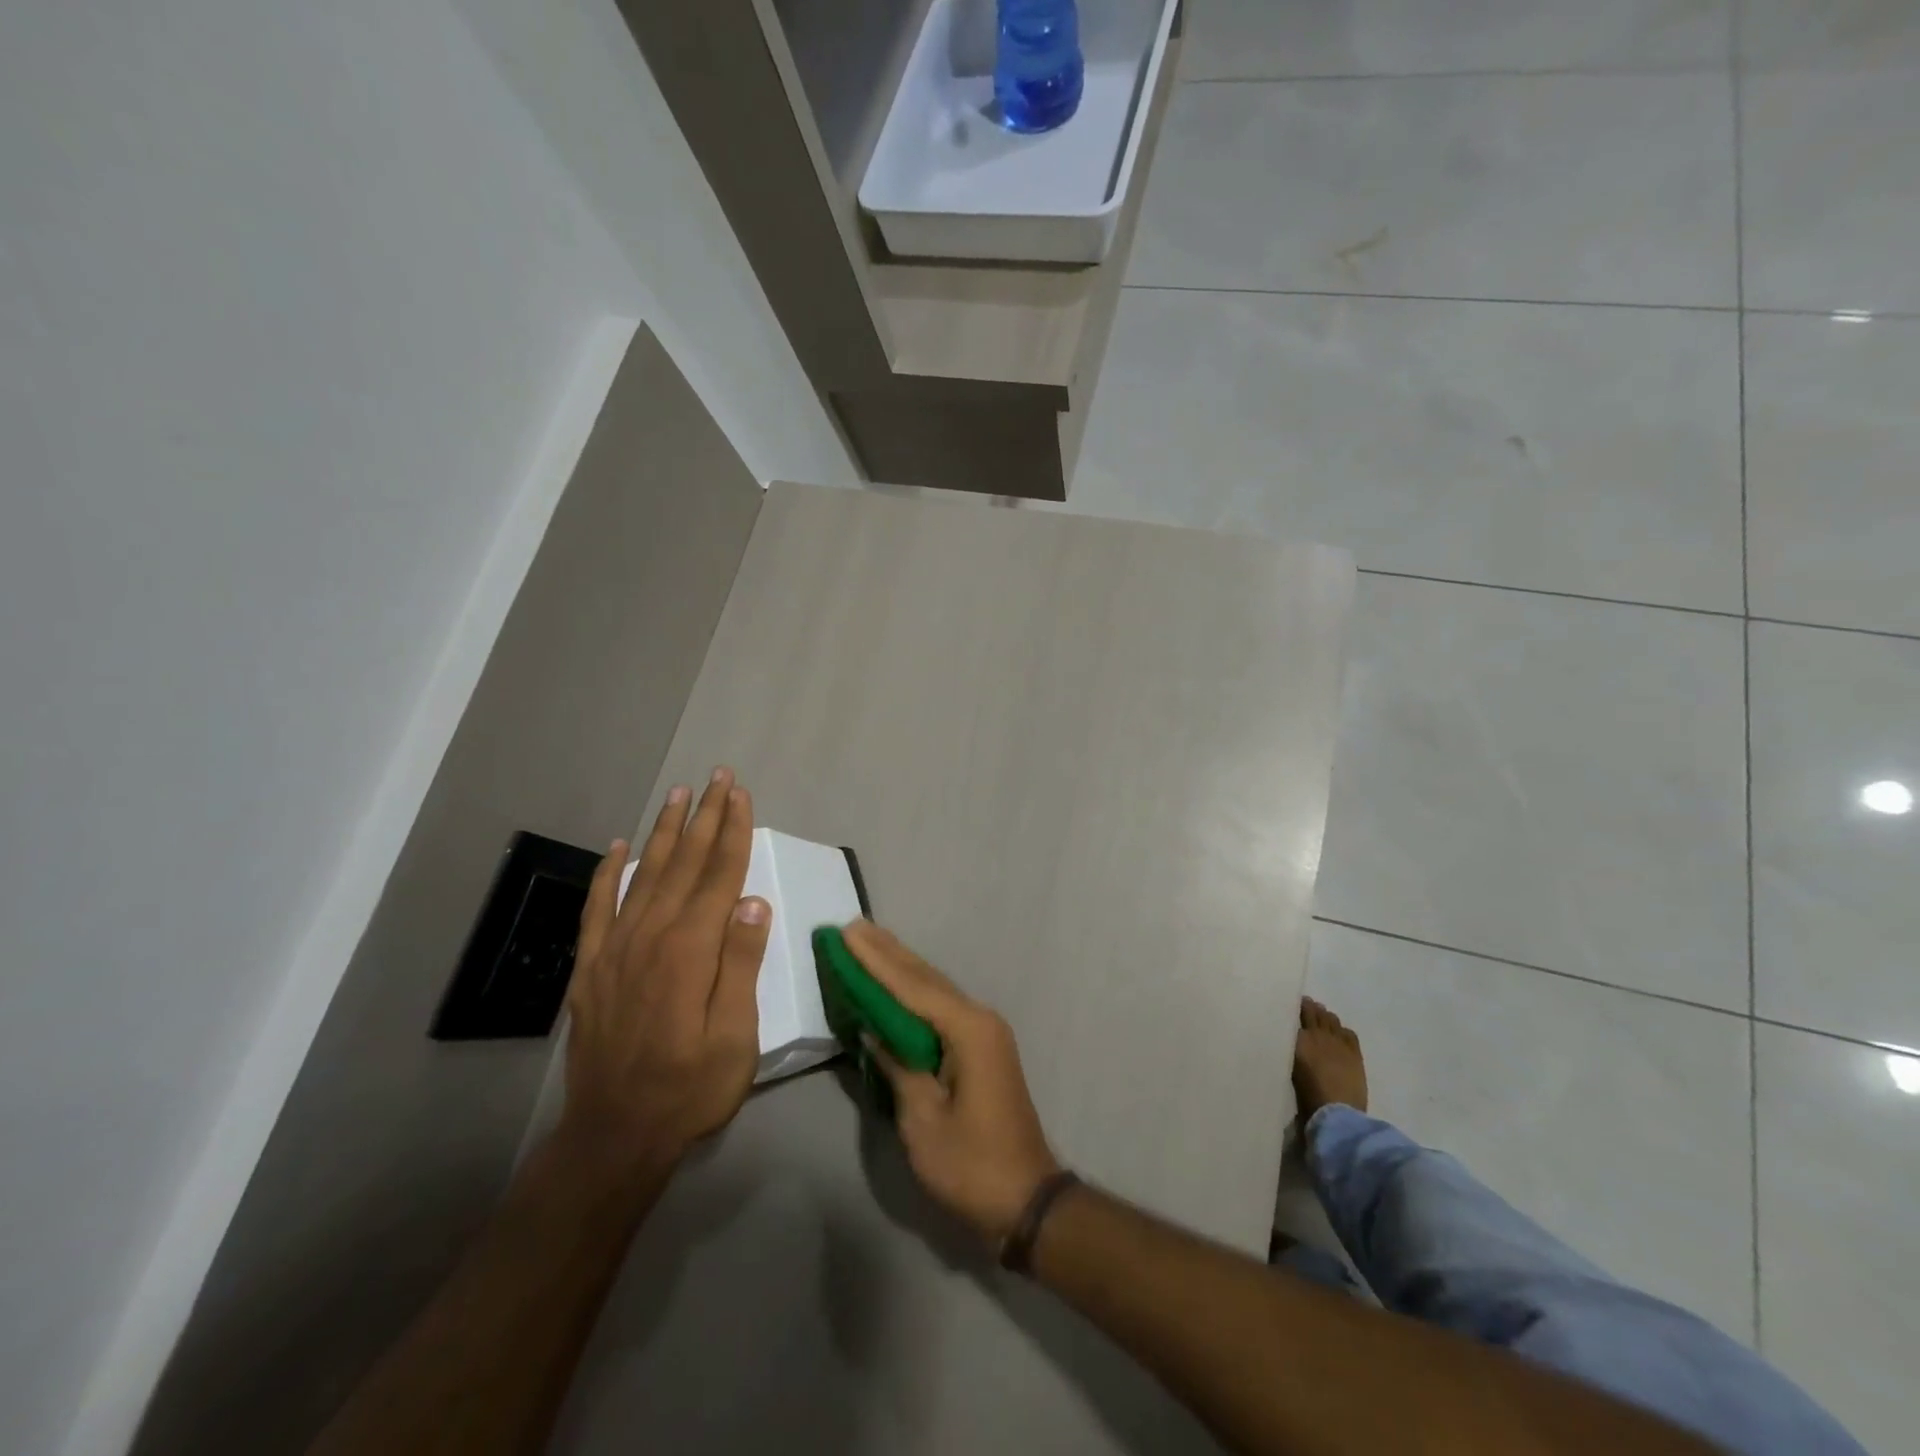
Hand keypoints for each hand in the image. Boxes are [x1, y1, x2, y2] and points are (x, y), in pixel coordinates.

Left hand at [559, 768, 770, 1171]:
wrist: (614, 1134)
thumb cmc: (689, 1088)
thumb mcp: (735, 1036)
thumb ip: (741, 964)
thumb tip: (753, 902)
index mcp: (691, 949)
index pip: (719, 875)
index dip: (733, 831)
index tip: (741, 794)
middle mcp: (651, 935)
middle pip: (684, 863)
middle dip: (704, 817)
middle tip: (716, 777)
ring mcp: (615, 948)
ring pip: (644, 874)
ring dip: (664, 831)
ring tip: (678, 795)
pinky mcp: (591, 967)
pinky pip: (598, 906)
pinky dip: (608, 872)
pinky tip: (618, 846)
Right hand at [844, 921, 1061, 1245]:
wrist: (1026, 1199)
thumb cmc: (972, 1164)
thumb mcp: (923, 1120)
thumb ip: (898, 1067)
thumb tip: (874, 1031)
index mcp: (968, 1030)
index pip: (913, 986)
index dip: (876, 960)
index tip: (848, 932)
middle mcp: (979, 1019)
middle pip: (926, 978)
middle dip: (887, 952)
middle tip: (853, 926)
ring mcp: (984, 1031)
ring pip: (935, 989)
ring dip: (900, 966)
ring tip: (868, 941)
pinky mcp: (980, 1047)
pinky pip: (940, 1008)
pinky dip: (914, 992)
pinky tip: (896, 983)